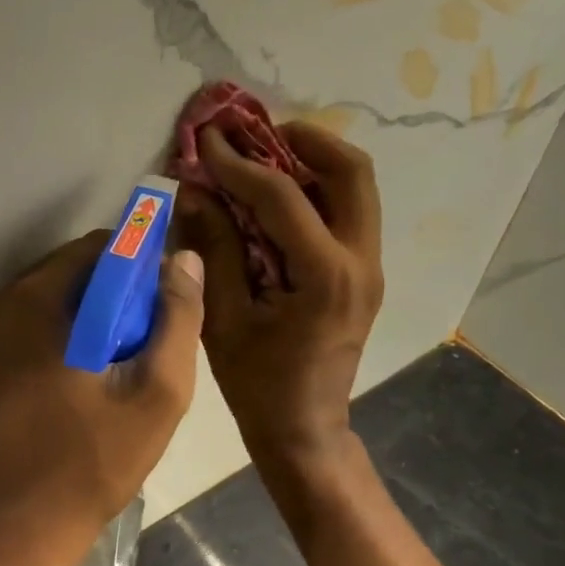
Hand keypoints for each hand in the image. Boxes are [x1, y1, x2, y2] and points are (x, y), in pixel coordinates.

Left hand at [0, 229, 206, 565]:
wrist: (29, 525)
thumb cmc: (94, 459)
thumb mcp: (157, 390)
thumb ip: (178, 318)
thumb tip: (184, 258)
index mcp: (35, 300)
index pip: (103, 247)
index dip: (146, 266)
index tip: (172, 303)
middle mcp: (9, 302)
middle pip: (85, 269)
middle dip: (128, 293)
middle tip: (157, 340)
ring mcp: (0, 330)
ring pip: (73, 295)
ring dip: (110, 314)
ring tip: (138, 362)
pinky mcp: (3, 356)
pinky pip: (56, 320)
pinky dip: (88, 331)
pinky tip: (110, 374)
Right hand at [178, 122, 383, 472]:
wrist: (304, 429)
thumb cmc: (258, 383)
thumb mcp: (224, 317)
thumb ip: (214, 247)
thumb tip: (195, 189)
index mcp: (325, 276)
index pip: (282, 196)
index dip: (238, 163)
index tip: (206, 139)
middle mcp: (361, 261)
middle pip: (351, 170)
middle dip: (301, 140)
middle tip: (254, 135)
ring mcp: (369, 265)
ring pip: (356, 186)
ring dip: (313, 160)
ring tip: (263, 156)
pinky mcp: (363, 271)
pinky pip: (347, 210)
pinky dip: (316, 188)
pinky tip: (275, 195)